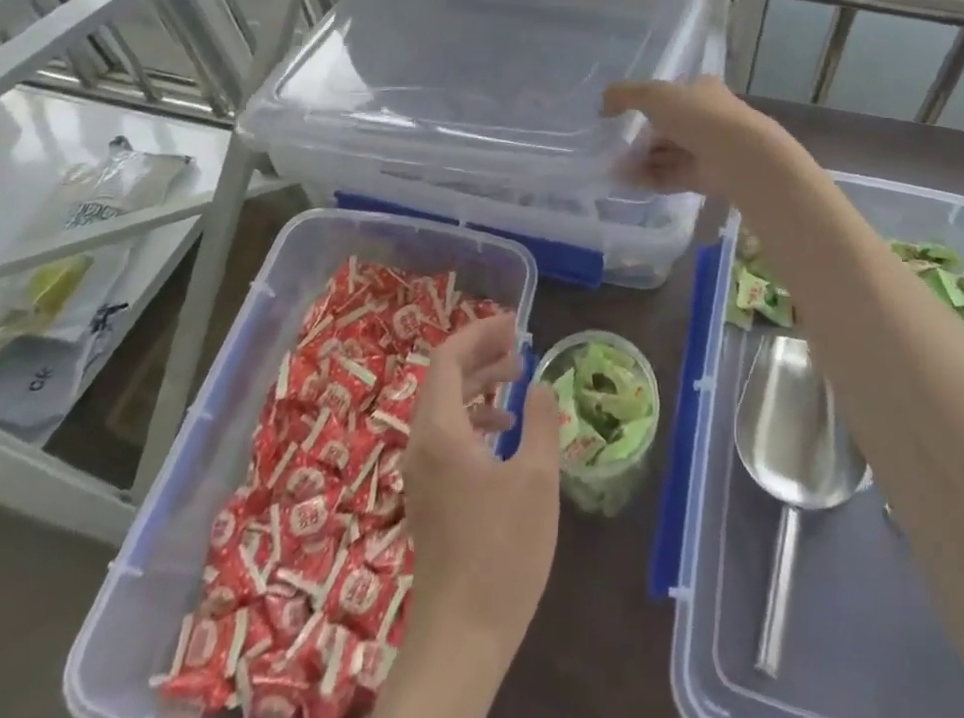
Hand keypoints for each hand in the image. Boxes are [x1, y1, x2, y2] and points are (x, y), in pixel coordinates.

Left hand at [400, 316, 559, 657]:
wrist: (461, 639)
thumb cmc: (501, 553)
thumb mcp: (536, 480)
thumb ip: (541, 422)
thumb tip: (541, 385)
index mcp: (439, 431)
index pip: (448, 358)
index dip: (479, 332)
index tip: (515, 323)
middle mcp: (421, 444)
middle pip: (443, 378)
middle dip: (481, 352)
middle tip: (520, 343)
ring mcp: (421, 472)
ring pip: (445, 406)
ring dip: (479, 383)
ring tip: (518, 376)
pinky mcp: (429, 495)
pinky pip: (446, 433)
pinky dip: (474, 416)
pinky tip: (506, 429)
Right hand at [603, 75, 794, 201]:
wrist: (740, 156)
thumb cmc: (698, 115)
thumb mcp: (655, 95)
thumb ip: (625, 95)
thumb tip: (602, 103)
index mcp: (701, 90)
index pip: (671, 95)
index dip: (646, 104)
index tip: (620, 116)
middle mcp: (706, 117)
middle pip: (667, 128)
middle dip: (640, 138)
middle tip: (612, 148)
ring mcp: (708, 149)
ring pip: (668, 154)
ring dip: (640, 160)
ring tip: (613, 168)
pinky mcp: (707, 177)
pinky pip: (672, 176)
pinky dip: (649, 178)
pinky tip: (626, 181)